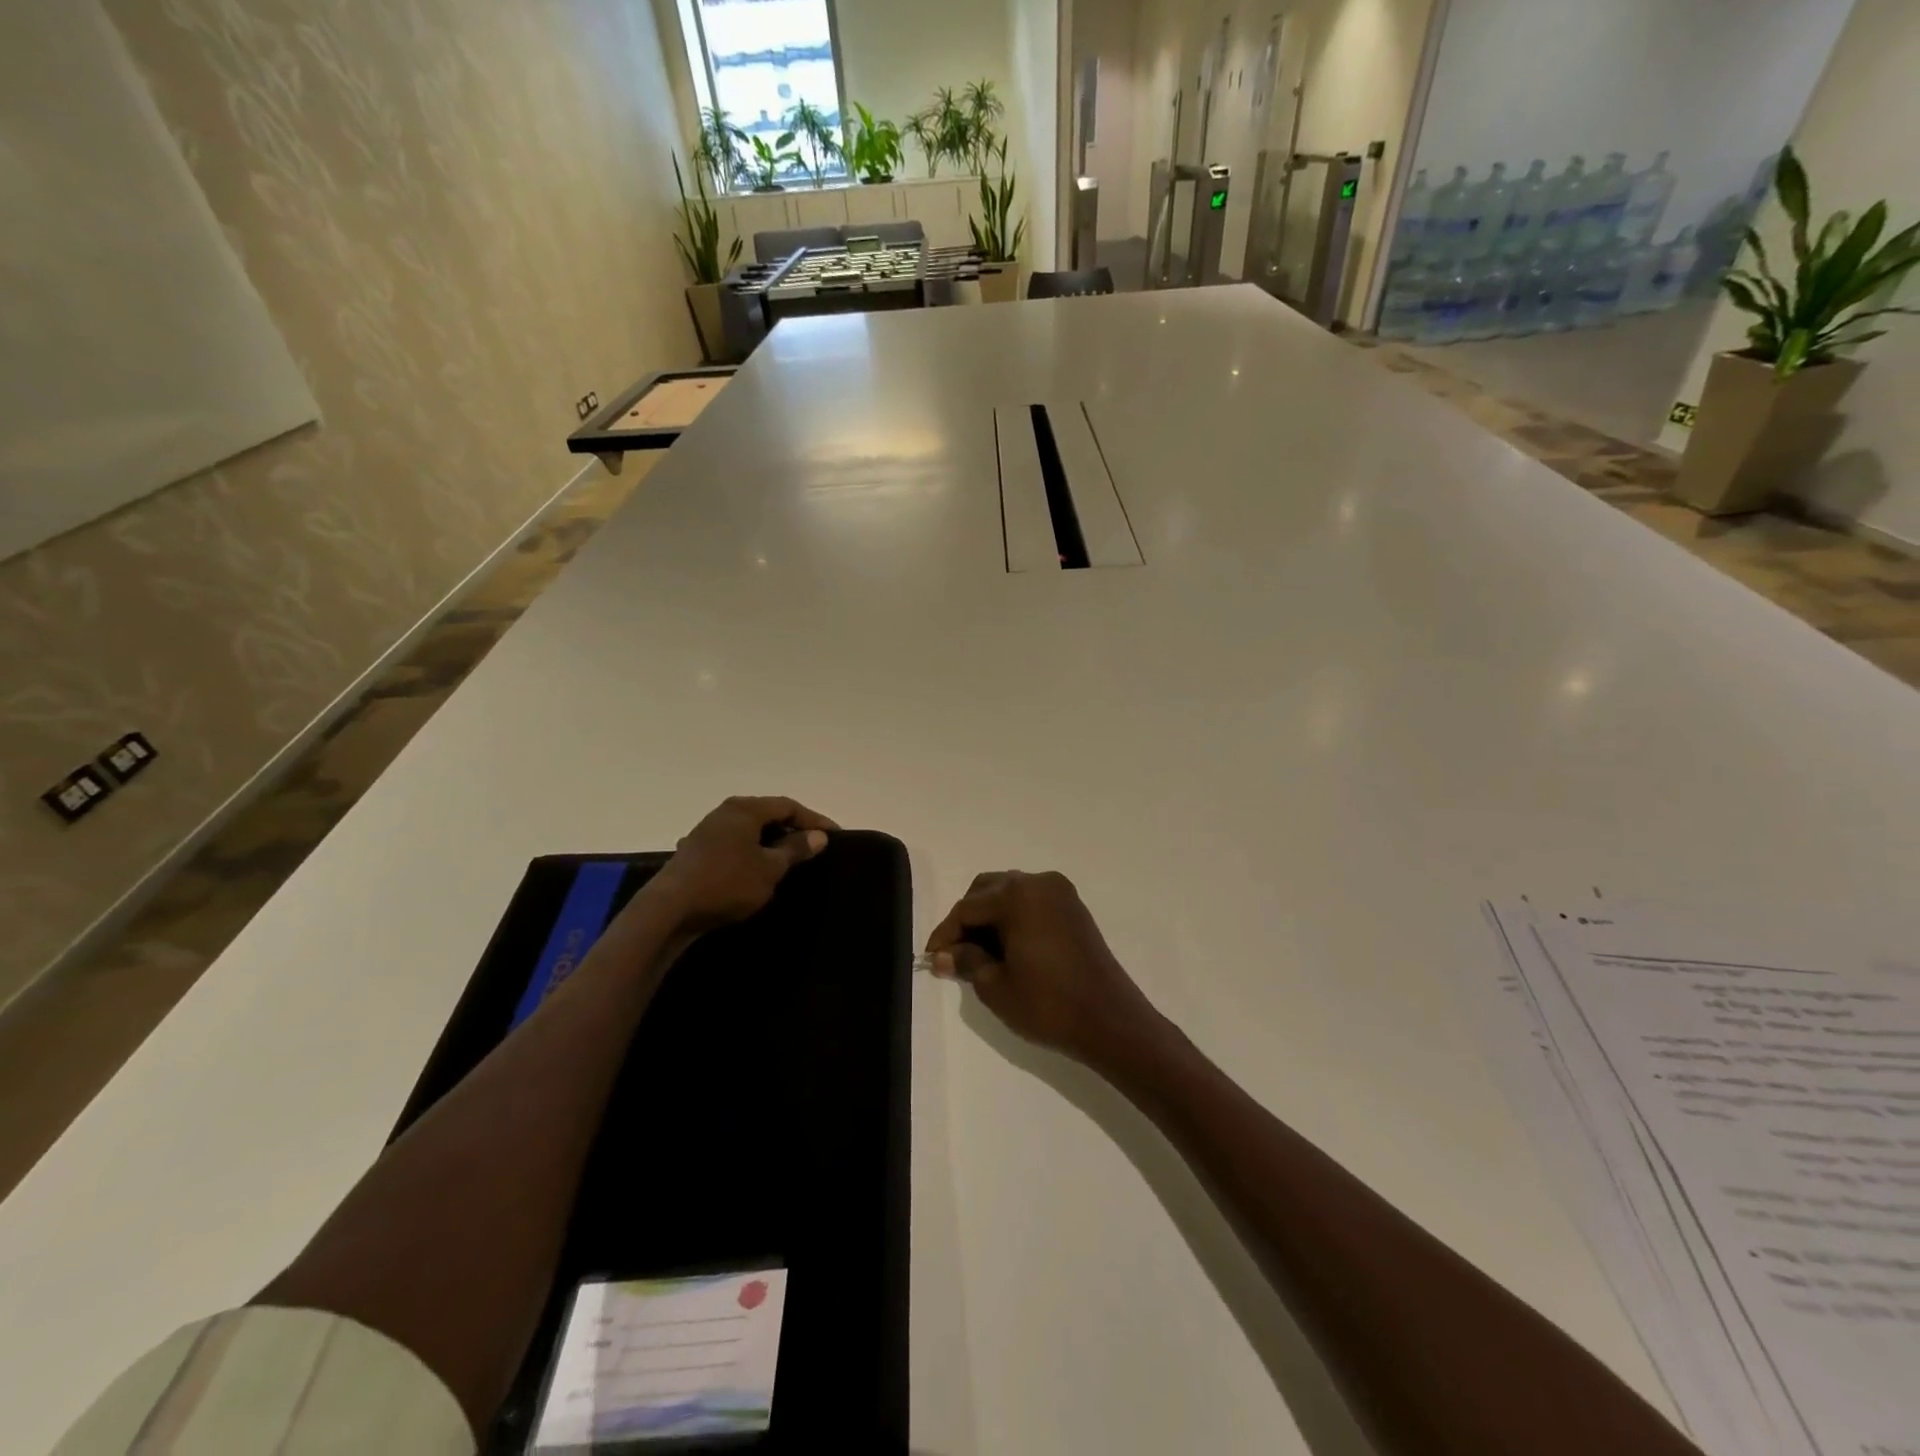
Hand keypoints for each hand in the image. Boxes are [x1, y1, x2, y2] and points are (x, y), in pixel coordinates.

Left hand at [644, 796, 837, 933]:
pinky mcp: (696, 851)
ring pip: (749, 830)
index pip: (788, 806)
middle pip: (768, 814)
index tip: (835, 835)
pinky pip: (734, 844)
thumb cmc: (727, 883)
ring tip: (789, 860)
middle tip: (814, 847)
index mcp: (745, 809)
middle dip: (792, 829)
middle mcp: (725, 812)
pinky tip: (755, 870)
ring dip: (771, 842)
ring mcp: (707, 830)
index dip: (814, 820)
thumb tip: (818, 836)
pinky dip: (751, 852)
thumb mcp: (770, 869)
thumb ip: (795, 849)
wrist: (669, 909)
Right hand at [926, 870, 1163, 1068]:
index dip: (946, 934)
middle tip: (955, 955)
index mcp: (1017, 896)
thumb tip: (944, 954)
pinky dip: (1014, 918)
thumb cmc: (1048, 1004)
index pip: (967, 908)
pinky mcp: (1073, 908)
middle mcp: (1038, 883)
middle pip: (987, 890)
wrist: (1110, 1020)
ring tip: (979, 955)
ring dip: (990, 917)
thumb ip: (966, 961)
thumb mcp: (996, 986)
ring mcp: (1060, 893)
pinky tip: (1007, 948)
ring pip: (1010, 893)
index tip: (932, 959)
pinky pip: (1032, 902)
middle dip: (968, 920)